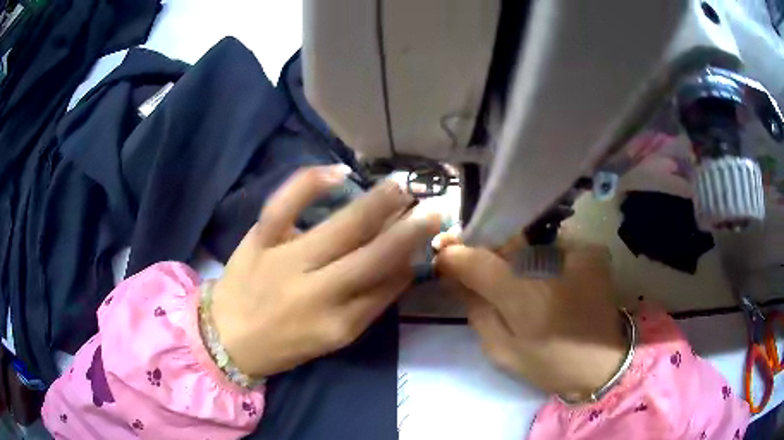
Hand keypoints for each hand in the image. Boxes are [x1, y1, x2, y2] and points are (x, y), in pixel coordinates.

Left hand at [211, 166, 440, 377]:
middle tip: (434, 206)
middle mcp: (316, 292)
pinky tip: (339, 171)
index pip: (387, 285)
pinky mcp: (259, 239)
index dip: (411, 256)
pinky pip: (285, 204)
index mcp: (338, 323)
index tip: (431, 233)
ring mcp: (285, 261)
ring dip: (375, 204)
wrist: (226, 336)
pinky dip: (311, 181)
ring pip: (339, 228)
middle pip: (372, 256)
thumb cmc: (284, 343)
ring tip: (401, 185)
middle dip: (409, 229)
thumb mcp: (333, 337)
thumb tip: (404, 267)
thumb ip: (370, 305)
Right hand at [436, 236, 626, 398]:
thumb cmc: (550, 364)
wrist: (604, 363)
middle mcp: (550, 263)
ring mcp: (575, 251)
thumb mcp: (501, 350)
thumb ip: (476, 311)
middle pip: (502, 239)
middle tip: (470, 257)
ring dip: (510, 250)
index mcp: (524, 296)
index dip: (454, 254)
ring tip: (506, 268)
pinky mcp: (590, 251)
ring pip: (527, 239)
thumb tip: (456, 278)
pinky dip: (537, 255)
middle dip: (481, 246)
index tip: (442, 257)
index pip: (476, 259)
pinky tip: (539, 273)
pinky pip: (551, 244)